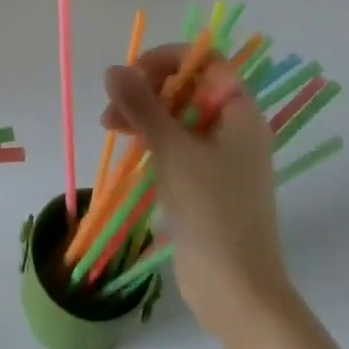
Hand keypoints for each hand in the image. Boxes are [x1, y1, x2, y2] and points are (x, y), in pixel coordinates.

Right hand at [102, 45, 292, 337]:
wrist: (237, 290)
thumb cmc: (211, 210)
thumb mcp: (172, 150)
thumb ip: (141, 106)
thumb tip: (113, 69)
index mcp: (239, 112)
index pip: (206, 61)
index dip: (168, 59)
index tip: (134, 74)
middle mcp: (234, 127)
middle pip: (188, 87)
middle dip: (148, 89)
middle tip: (113, 105)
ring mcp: (221, 156)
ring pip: (178, 116)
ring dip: (143, 114)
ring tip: (109, 126)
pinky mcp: (206, 182)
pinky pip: (177, 144)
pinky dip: (152, 139)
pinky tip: (127, 147)